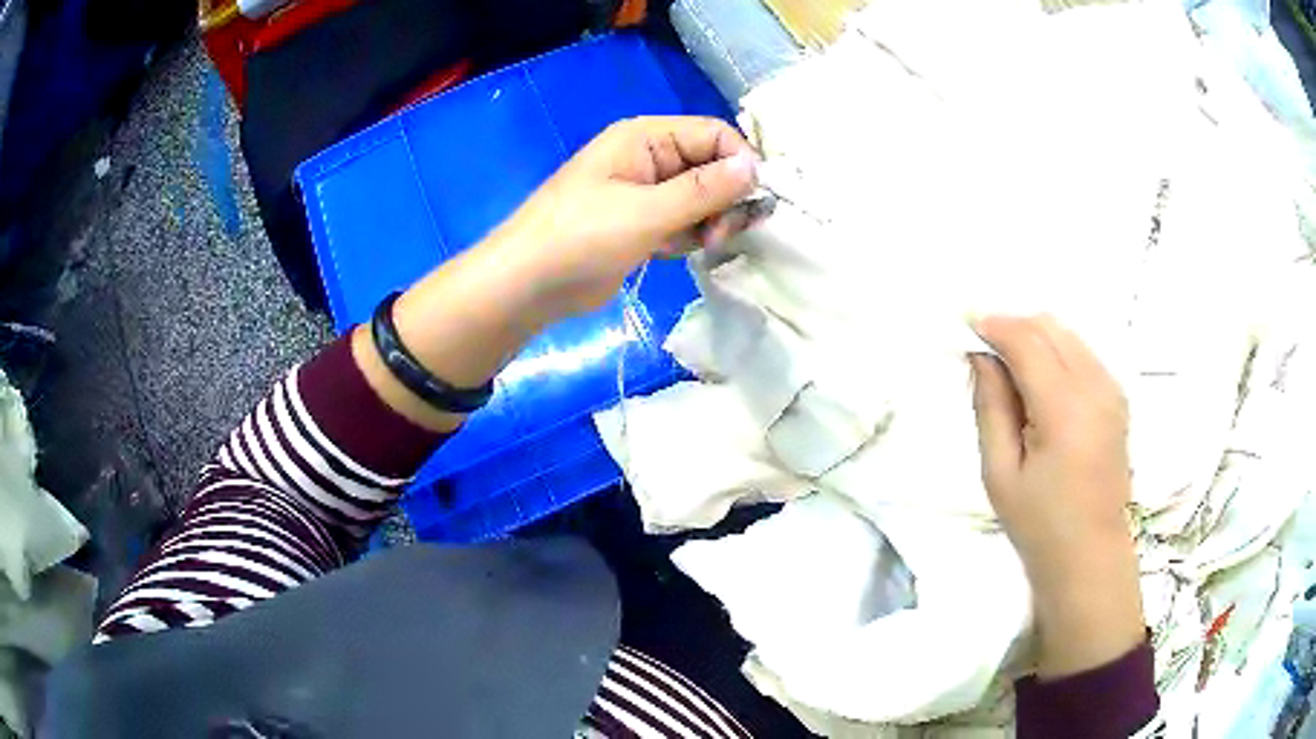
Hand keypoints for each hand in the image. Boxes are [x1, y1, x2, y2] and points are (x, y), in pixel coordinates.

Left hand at [489, 116, 759, 320]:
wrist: (528, 284)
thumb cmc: (581, 237)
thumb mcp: (646, 211)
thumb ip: (703, 190)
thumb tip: (755, 167)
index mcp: (645, 138)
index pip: (713, 135)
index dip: (740, 163)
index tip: (755, 202)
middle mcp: (649, 158)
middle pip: (711, 166)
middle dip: (726, 198)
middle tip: (724, 234)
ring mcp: (644, 193)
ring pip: (700, 198)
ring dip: (712, 221)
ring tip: (706, 246)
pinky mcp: (641, 225)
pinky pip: (683, 222)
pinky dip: (693, 236)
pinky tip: (689, 252)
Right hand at [970, 315, 1144, 678]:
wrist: (1089, 555)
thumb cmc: (1038, 524)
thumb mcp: (1000, 472)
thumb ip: (991, 406)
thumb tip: (981, 356)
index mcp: (1065, 410)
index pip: (1027, 341)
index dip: (994, 325)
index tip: (965, 324)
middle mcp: (1095, 387)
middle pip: (1050, 327)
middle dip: (1013, 326)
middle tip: (985, 351)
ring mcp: (1112, 390)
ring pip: (1068, 334)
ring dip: (1035, 338)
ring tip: (1010, 371)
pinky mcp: (1117, 398)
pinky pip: (1082, 353)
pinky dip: (1056, 352)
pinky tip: (1040, 385)